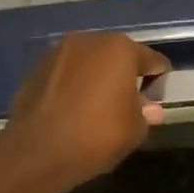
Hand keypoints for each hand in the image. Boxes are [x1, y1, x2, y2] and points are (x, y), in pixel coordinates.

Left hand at [2, 32, 170, 190]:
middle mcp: (89, 41)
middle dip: (125, 76)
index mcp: (120, 49)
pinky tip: (72, 109)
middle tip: (126, 104)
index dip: (157, 82)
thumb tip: (150, 109)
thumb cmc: (97, 136)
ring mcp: (58, 52)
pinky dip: (73, 85)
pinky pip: (66, 73)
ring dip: (96, 78)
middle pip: (117, 55)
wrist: (38, 152)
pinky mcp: (36, 68)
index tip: (153, 104)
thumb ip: (146, 113)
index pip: (152, 61)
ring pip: (89, 62)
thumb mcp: (134, 130)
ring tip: (96, 107)